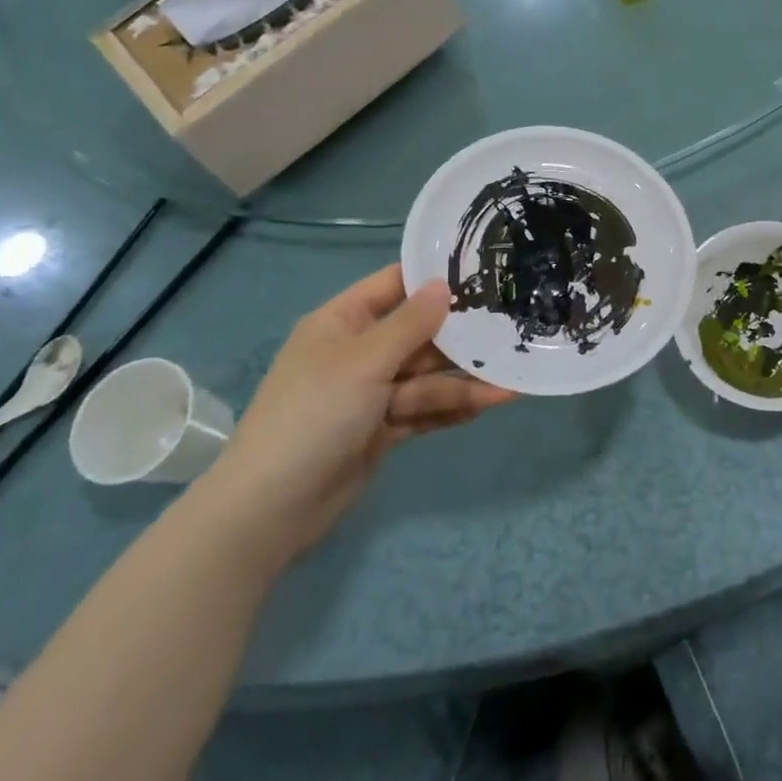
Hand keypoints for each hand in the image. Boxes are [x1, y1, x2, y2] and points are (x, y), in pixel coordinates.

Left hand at [200, 265, 512, 562]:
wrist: (271, 509)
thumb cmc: (314, 415)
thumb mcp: (364, 361)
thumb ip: (410, 323)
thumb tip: (443, 284)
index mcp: (343, 322)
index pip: (394, 286)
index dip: (434, 278)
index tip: (483, 271)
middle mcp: (358, 353)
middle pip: (419, 335)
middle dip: (461, 339)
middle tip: (511, 331)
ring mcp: (370, 394)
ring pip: (426, 378)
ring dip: (464, 382)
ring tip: (510, 385)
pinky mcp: (381, 430)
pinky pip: (423, 411)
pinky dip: (450, 409)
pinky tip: (487, 406)